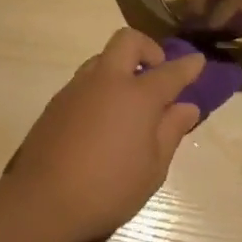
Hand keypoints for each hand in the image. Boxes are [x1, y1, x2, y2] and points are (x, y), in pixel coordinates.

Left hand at [8, 29, 204, 241]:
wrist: (43, 200)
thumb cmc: (108, 188)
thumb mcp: (152, 169)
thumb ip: (170, 131)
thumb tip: (186, 107)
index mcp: (137, 96)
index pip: (169, 72)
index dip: (187, 66)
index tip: (198, 61)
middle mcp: (107, 81)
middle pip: (128, 41)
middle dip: (147, 48)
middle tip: (156, 73)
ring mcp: (78, 88)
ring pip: (103, 58)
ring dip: (120, 67)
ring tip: (128, 100)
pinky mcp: (57, 102)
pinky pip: (85, 81)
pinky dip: (100, 87)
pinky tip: (102, 119)